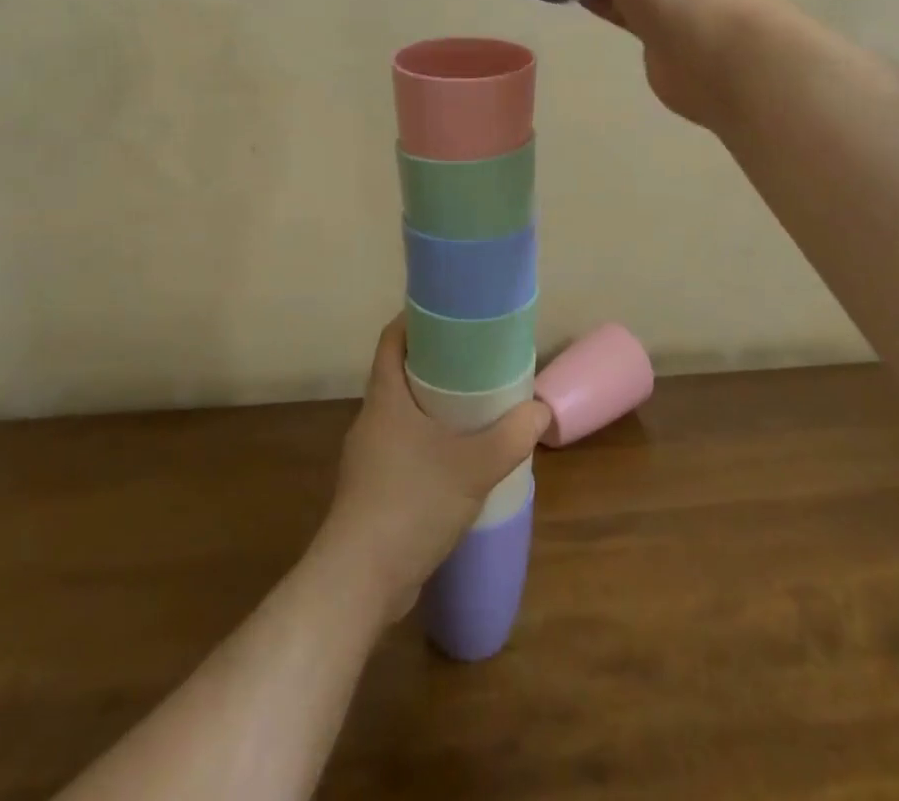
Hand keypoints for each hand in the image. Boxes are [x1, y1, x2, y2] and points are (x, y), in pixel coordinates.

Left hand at [317, 315, 547, 626]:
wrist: (359, 582)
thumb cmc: (411, 503)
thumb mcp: (473, 466)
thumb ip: (511, 436)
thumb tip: (539, 410)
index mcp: (385, 398)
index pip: (392, 339)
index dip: (415, 320)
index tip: (450, 315)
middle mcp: (372, 420)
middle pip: (400, 374)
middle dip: (436, 364)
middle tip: (476, 362)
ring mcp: (369, 457)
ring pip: (403, 415)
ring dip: (434, 408)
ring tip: (474, 409)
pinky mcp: (373, 490)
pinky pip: (404, 449)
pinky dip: (429, 443)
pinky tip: (457, 462)